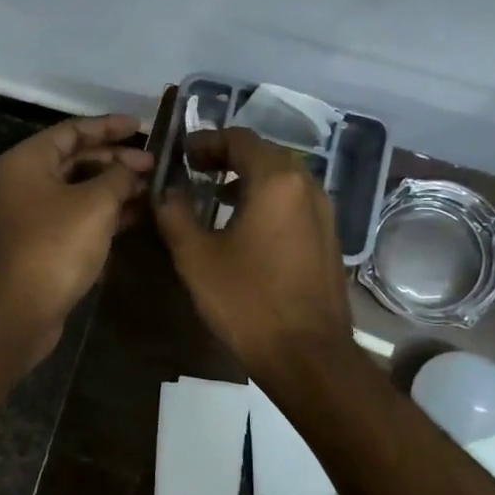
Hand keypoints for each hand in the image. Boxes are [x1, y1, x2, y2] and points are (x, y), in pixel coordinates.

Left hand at [0, 114, 154, 357]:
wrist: (24, 307)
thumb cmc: (57, 244)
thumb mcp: (95, 203)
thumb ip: (119, 177)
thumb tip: (134, 169)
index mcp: (29, 160)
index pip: (72, 130)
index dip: (108, 126)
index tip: (141, 126)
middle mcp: (27, 180)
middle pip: (77, 158)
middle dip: (116, 159)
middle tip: (153, 164)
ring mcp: (36, 212)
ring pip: (81, 188)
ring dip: (115, 186)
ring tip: (152, 187)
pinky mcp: (46, 239)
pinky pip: (80, 213)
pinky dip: (106, 210)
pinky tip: (138, 213)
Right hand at [154, 127, 352, 371]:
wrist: (308, 355)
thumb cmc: (248, 301)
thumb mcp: (196, 257)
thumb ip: (174, 214)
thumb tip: (166, 191)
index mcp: (276, 180)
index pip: (239, 139)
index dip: (206, 141)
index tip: (182, 156)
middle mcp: (306, 185)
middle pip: (264, 153)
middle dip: (227, 157)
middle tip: (195, 171)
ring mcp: (324, 212)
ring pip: (282, 178)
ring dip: (248, 178)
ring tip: (216, 197)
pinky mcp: (328, 237)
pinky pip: (294, 201)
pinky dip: (267, 199)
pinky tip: (246, 226)